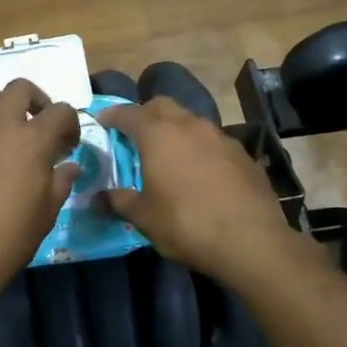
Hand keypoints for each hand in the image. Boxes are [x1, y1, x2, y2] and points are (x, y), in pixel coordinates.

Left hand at [0, 79, 81, 306]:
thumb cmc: (6, 240)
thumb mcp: (46, 215)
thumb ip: (59, 182)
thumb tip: (68, 166)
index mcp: (32, 140)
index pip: (60, 112)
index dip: (70, 124)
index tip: (67, 145)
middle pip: (20, 88)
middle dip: (35, 101)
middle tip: (36, 124)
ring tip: (0, 126)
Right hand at [96, 99, 306, 284]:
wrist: (250, 240)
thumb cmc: (186, 224)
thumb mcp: (144, 218)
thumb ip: (118, 202)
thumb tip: (96, 198)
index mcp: (159, 135)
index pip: (128, 113)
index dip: (113, 116)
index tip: (103, 121)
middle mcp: (190, 126)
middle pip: (162, 106)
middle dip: (145, 115)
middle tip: (134, 134)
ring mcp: (221, 137)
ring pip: (191, 122)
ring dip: (176, 130)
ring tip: (169, 154)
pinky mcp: (243, 154)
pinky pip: (214, 142)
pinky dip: (200, 149)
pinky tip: (201, 172)